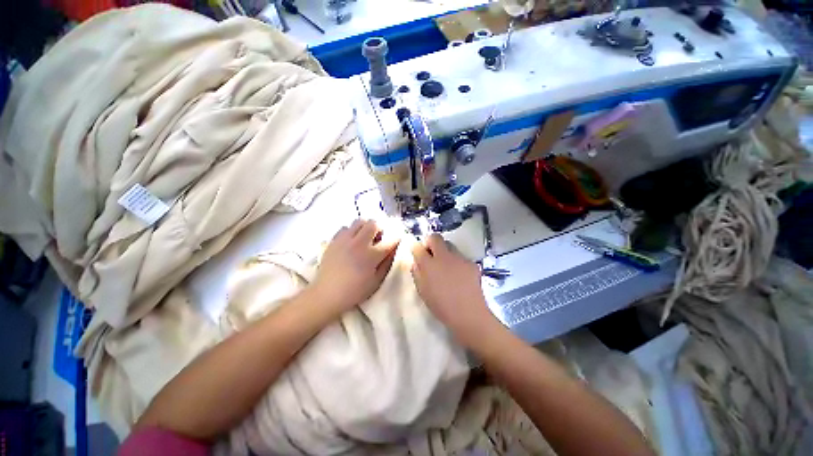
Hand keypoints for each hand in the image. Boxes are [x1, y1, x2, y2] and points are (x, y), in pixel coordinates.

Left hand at [310, 219, 399, 314]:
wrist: (327, 294)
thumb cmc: (355, 291)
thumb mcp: (376, 281)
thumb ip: (387, 263)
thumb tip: (394, 250)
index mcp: (371, 255)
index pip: (390, 240)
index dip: (397, 238)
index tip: (397, 240)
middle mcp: (358, 243)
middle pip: (373, 223)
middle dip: (380, 228)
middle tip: (379, 238)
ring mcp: (344, 240)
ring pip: (359, 221)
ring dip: (365, 227)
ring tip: (364, 238)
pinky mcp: (334, 240)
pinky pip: (345, 228)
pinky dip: (351, 232)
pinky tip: (351, 242)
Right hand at [410, 234, 497, 343]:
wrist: (469, 314)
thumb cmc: (441, 306)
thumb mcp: (423, 291)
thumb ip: (417, 273)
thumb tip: (416, 262)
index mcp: (429, 264)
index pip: (417, 246)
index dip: (415, 246)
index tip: (416, 250)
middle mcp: (444, 256)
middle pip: (435, 237)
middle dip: (430, 242)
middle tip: (430, 254)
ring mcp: (459, 258)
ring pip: (449, 246)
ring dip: (444, 252)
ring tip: (446, 266)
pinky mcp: (471, 263)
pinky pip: (460, 257)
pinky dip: (457, 262)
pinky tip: (459, 276)